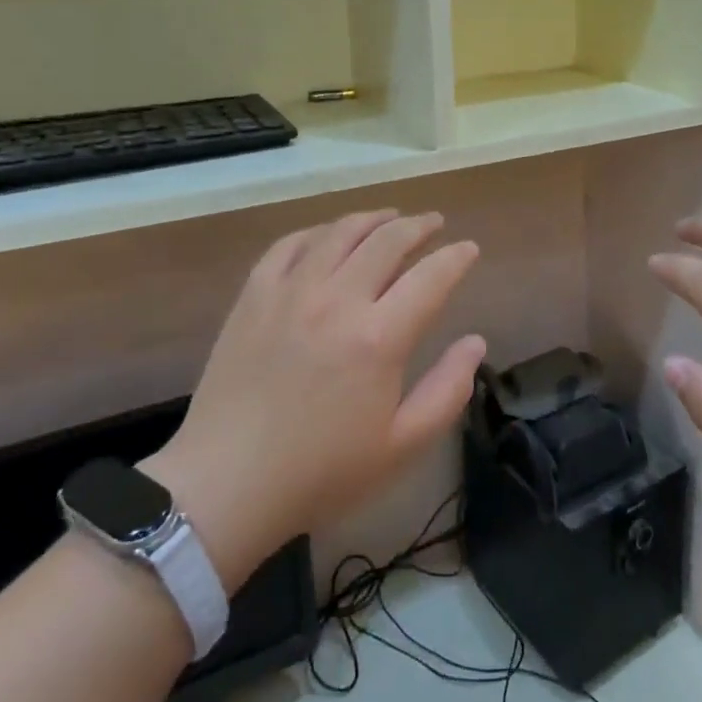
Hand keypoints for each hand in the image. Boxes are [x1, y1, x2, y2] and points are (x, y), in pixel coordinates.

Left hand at [144, 210, 486, 591]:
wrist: (226, 483)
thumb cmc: (321, 472)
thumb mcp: (401, 446)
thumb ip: (448, 391)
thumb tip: (475, 342)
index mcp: (379, 338)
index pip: (431, 277)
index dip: (456, 258)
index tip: (469, 249)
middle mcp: (338, 299)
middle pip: (388, 240)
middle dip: (419, 226)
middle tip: (434, 223)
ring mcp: (291, 291)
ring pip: (340, 232)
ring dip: (373, 219)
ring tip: (390, 217)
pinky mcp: (254, 295)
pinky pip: (290, 244)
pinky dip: (318, 231)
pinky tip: (329, 236)